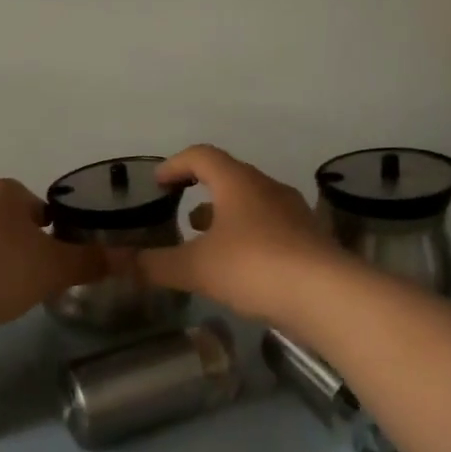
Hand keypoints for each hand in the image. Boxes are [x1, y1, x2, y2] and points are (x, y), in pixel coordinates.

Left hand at [0, 179, 105, 334]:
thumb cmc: (3, 269)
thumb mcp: (57, 267)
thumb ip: (91, 261)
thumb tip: (127, 258)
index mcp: (6, 191)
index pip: (42, 205)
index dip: (58, 230)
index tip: (64, 258)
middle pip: (16, 224)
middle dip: (30, 247)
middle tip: (45, 276)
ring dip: (6, 264)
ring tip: (18, 293)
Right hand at [128, 145, 343, 321]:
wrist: (328, 295)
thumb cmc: (254, 267)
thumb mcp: (195, 268)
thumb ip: (156, 264)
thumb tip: (122, 263)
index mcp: (237, 182)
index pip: (202, 156)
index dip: (175, 164)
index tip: (158, 182)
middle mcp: (267, 189)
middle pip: (230, 177)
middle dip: (202, 191)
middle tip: (180, 210)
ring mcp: (293, 213)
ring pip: (252, 203)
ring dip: (226, 215)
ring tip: (205, 239)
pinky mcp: (310, 239)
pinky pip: (270, 227)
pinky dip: (248, 236)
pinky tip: (240, 265)